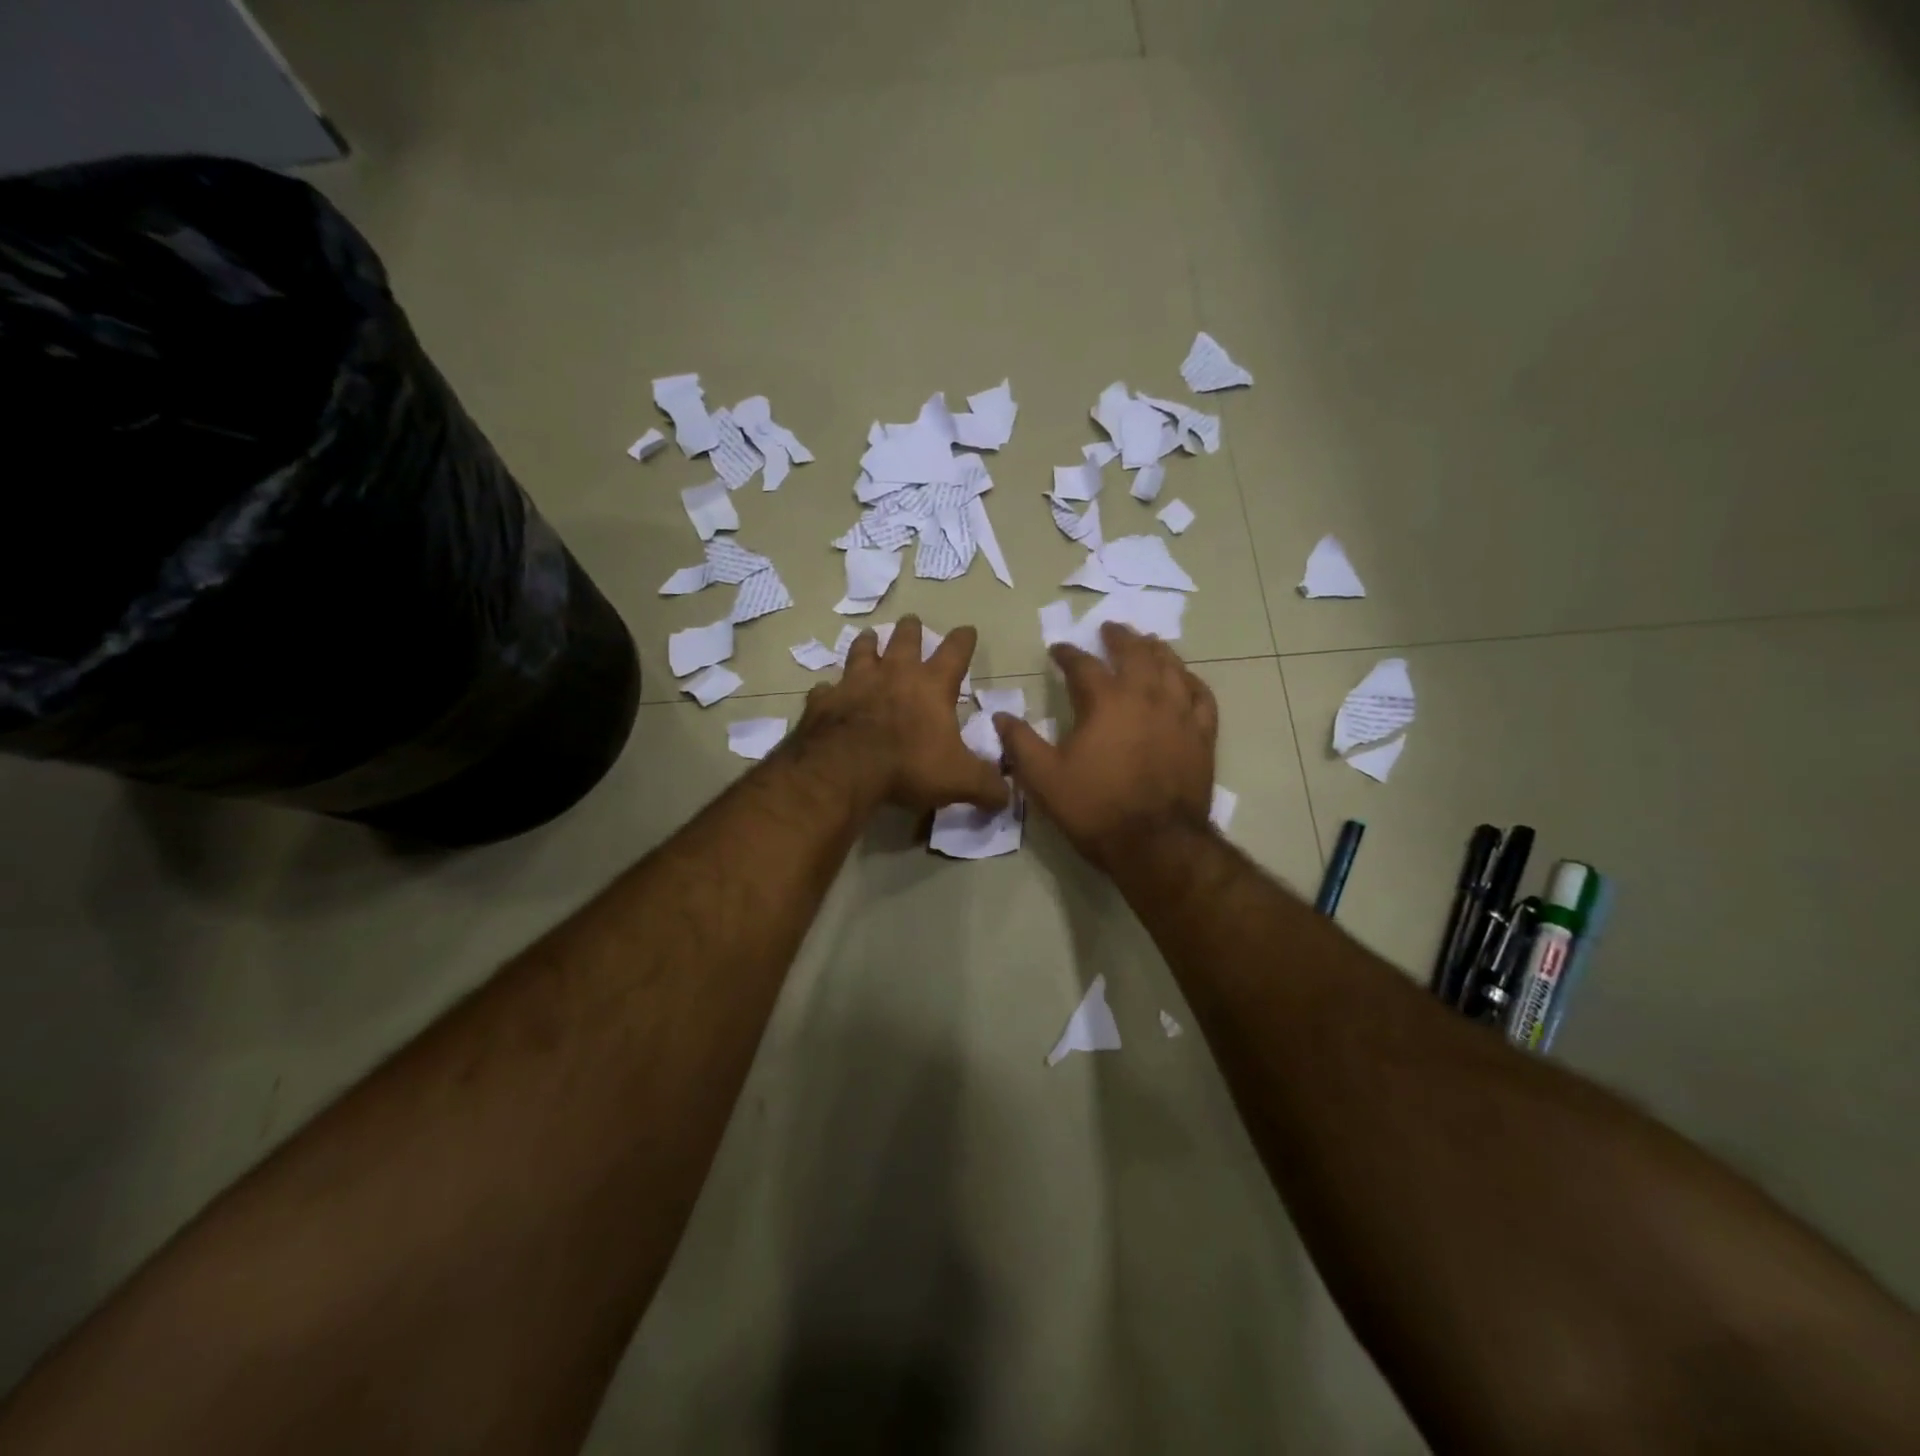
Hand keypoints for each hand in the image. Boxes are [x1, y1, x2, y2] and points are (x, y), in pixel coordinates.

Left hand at [792, 616, 1008, 814]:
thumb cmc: (908, 765)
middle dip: (911, 630)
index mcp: (931, 686)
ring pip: (862, 653)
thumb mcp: (960, 780)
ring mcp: (854, 684)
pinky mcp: (823, 702)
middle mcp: (893, 675)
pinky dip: (828, 689)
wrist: (844, 768)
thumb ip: (986, 785)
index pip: (954, 653)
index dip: (963, 640)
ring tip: (869, 636)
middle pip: (904, 641)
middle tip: (911, 620)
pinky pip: (825, 689)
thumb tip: (1006, 796)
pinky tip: (826, 690)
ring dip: (867, 644)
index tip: (967, 629)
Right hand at [995, 624, 1216, 867]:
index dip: (1068, 654)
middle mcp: (1145, 696)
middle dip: (1119, 637)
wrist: (1155, 844)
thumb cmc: (1095, 808)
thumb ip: (1020, 744)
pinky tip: (1185, 678)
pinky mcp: (1202, 736)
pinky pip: (1201, 696)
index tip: (1058, 649)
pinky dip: (1191, 681)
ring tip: (1148, 641)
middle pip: (1135, 653)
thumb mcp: (1044, 779)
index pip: (1083, 665)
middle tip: (1110, 628)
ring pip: (1172, 667)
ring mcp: (1179, 714)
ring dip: (1156, 649)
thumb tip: (1000, 717)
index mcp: (1105, 702)